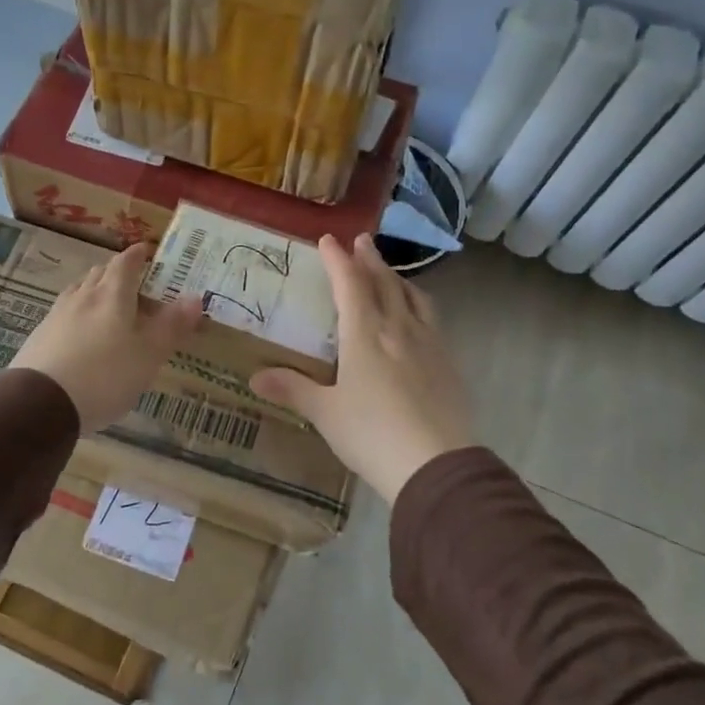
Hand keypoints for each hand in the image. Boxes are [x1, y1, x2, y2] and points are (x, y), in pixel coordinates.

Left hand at [10, 241, 204, 430]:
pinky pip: (64, 314)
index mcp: (112, 295)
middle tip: (132, 281)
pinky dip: (78, 315)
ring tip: (106, 304)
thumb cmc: (105, 375)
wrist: (41, 403)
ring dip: (94, 291)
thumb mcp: (148, 355)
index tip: (146, 251)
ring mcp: (57, 315)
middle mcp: (83, 297)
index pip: (126, 263)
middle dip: (116, 272)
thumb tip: (195, 297)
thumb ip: (172, 326)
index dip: (137, 255)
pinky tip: (80, 333)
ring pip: (79, 292)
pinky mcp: (40, 336)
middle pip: (99, 274)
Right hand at [252, 234, 476, 502]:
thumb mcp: (326, 413)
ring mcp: (429, 345)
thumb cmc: (371, 434)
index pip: (350, 285)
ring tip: (390, 273)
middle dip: (370, 260)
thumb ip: (293, 389)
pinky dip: (419, 305)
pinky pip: (432, 321)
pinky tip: (418, 319)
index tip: (329, 240)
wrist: (436, 464)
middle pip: (385, 284)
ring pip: (414, 298)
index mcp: (365, 335)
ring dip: (398, 279)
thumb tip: (255, 377)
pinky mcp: (449, 365)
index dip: (338, 260)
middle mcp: (399, 330)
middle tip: (362, 241)